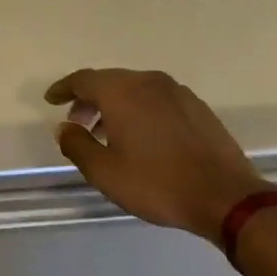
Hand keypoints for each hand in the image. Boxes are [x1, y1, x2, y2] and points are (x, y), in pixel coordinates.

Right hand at [45, 68, 267, 240]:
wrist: (226, 196)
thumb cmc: (157, 183)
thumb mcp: (105, 172)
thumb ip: (77, 145)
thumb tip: (64, 128)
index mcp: (122, 92)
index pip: (83, 79)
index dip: (63, 88)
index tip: (50, 100)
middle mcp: (149, 82)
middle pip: (110, 82)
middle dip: (89, 99)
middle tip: (77, 122)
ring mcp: (177, 92)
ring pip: (135, 89)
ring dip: (115, 106)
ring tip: (107, 134)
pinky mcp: (197, 107)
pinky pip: (157, 99)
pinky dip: (140, 110)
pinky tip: (142, 137)